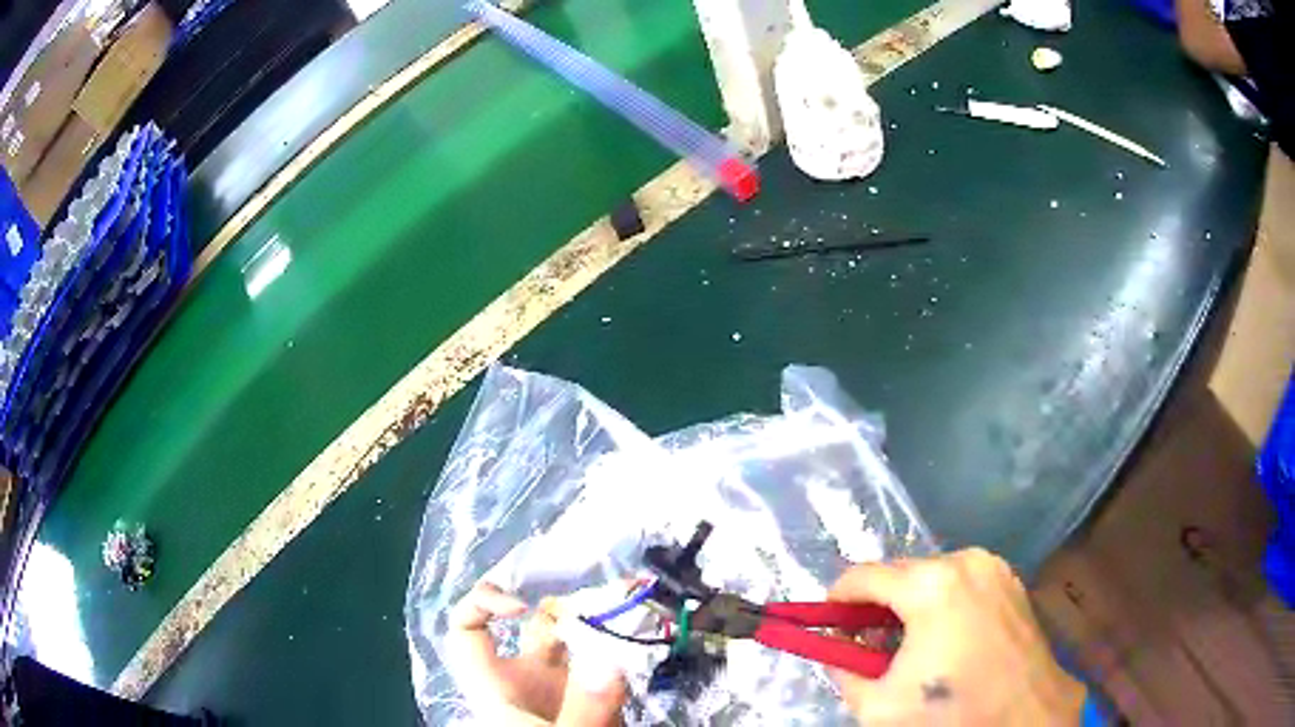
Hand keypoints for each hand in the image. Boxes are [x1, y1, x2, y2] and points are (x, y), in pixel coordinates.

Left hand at [446, 582, 628, 725]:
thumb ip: (583, 709)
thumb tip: (611, 662)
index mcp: (499, 683)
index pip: (467, 629)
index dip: (482, 604)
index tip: (522, 607)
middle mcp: (528, 678)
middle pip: (539, 626)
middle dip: (575, 604)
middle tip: (620, 591)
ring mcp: (564, 688)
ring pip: (580, 641)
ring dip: (606, 619)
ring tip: (638, 600)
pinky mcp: (595, 701)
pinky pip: (609, 665)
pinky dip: (627, 647)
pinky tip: (650, 633)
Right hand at [828, 548, 1085, 724]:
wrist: (1026, 716)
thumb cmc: (952, 712)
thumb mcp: (879, 704)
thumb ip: (843, 671)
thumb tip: (835, 653)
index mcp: (931, 585)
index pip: (863, 576)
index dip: (836, 600)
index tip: (828, 626)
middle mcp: (964, 561)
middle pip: (899, 574)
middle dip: (875, 606)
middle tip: (866, 645)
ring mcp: (993, 567)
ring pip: (931, 576)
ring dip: (909, 605)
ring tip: (907, 646)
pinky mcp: (1011, 580)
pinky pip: (961, 582)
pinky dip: (941, 603)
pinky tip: (944, 639)